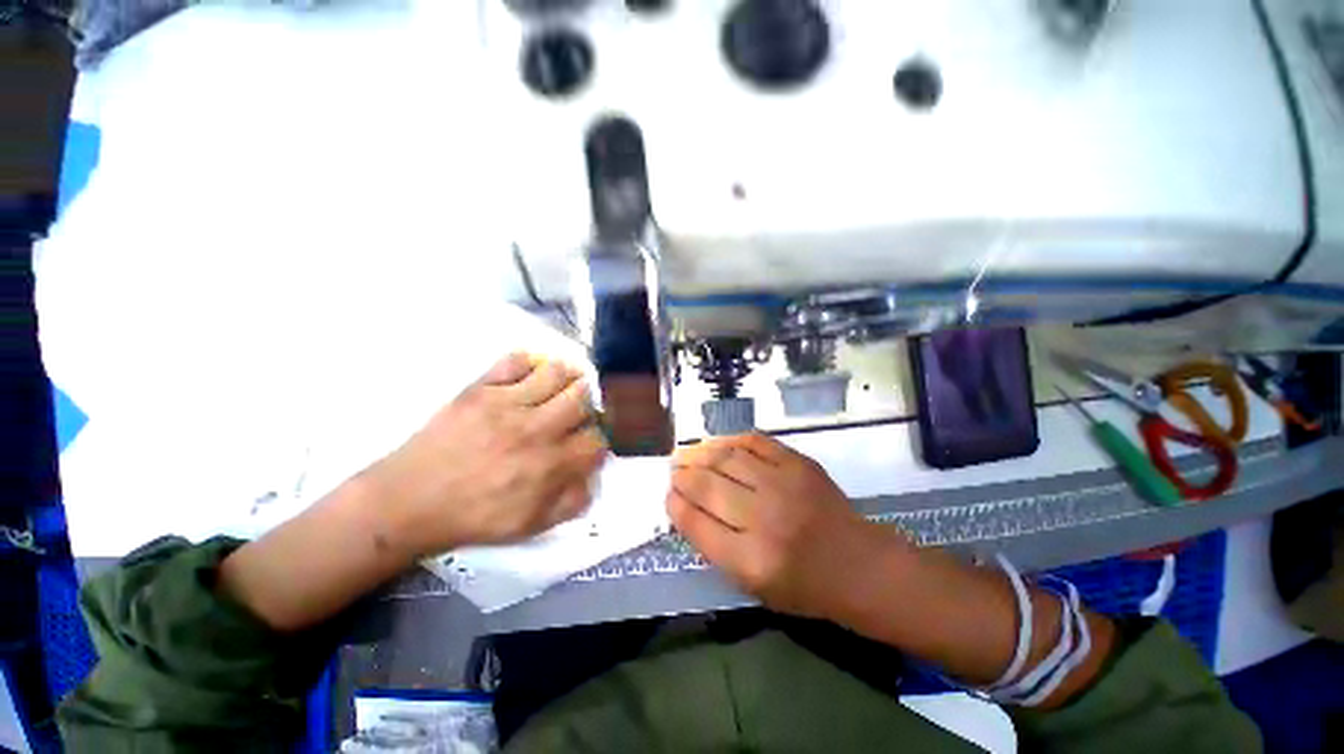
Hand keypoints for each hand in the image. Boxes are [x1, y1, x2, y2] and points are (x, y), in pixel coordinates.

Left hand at [366, 353, 607, 556]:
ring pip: (557, 372)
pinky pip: (516, 360)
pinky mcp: (480, 389)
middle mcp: (535, 430)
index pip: (597, 438)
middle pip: (583, 397)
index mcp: (550, 465)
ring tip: (560, 387)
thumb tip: (593, 475)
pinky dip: (530, 363)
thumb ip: (572, 502)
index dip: (599, 438)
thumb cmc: (473, 516)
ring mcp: (507, 404)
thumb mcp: (530, 526)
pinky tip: (529, 377)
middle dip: (588, 403)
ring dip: (567, 378)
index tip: (589, 439)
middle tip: (578, 410)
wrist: (408, 502)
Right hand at [666, 434, 909, 619]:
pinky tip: (718, 444)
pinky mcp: (799, 463)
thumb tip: (686, 508)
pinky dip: (731, 440)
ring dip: (700, 453)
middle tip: (674, 471)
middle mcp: (765, 519)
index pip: (697, 524)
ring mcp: (783, 485)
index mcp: (751, 561)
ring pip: (727, 458)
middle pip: (707, 486)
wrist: (859, 565)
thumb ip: (716, 547)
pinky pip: (755, 441)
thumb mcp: (753, 585)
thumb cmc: (804, 586)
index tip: (669, 496)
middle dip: (683, 476)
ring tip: (688, 454)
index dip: (676, 506)